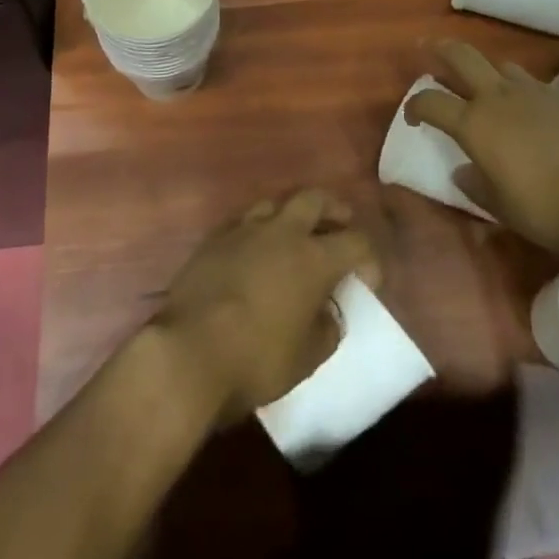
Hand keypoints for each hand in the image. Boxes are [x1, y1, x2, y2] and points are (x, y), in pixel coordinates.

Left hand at [150, 189, 379, 422]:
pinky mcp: (215, 238)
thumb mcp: (306, 358)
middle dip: (333, 210)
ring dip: (292, 213)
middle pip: (315, 199)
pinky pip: (244, 220)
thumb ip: (326, 329)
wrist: (189, 352)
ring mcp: (245, 229)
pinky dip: (258, 228)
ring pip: (277, 202)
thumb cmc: (256, 360)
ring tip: (295, 234)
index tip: (367, 279)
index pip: (357, 240)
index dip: (369, 257)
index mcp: (314, 258)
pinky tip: (256, 248)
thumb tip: (329, 313)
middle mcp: (283, 232)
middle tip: (339, 225)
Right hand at [406, 39, 558, 256]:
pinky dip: (518, 89)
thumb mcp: (499, 207)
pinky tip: (527, 110)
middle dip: (440, 50)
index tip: (412, 116)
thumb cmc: (546, 210)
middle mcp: (498, 97)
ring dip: (484, 70)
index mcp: (474, 124)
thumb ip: (474, 184)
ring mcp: (532, 92)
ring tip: (484, 87)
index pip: (430, 101)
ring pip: (499, 65)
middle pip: (460, 56)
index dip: (414, 105)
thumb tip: (462, 171)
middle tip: (429, 49)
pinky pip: (530, 82)